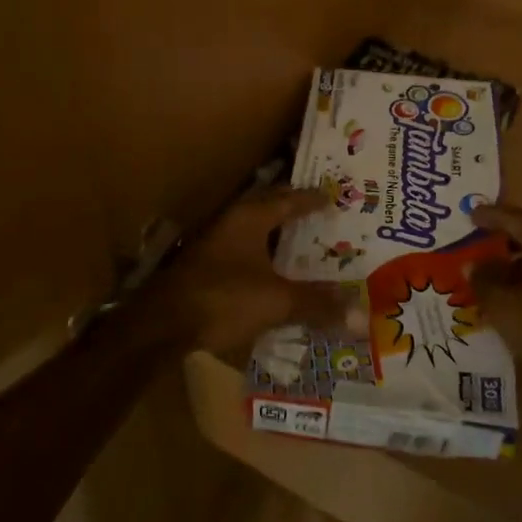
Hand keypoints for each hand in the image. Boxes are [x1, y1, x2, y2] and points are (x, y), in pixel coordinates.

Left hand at [151, 185, 352, 356]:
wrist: (162, 324)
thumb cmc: (222, 299)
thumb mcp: (276, 302)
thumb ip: (316, 304)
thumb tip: (359, 313)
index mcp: (249, 218)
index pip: (288, 199)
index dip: (312, 199)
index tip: (333, 197)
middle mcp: (230, 222)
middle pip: (269, 209)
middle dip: (294, 212)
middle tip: (322, 217)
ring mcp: (213, 243)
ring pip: (253, 232)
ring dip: (277, 236)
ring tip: (303, 245)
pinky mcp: (204, 266)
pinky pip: (242, 252)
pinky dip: (262, 257)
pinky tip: (273, 273)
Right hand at [470, 203, 521, 371]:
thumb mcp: (502, 305)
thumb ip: (483, 279)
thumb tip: (473, 264)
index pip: (514, 218)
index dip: (490, 216)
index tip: (469, 215)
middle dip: (505, 231)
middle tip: (480, 233)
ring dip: (518, 252)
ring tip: (493, 261)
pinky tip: (515, 284)